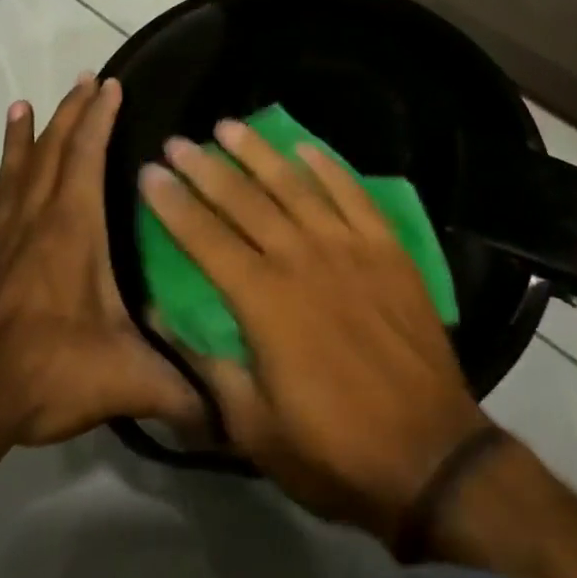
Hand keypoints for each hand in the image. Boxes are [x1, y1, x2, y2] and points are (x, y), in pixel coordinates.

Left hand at [0, 75, 197, 465]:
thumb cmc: (48, 373)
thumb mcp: (128, 378)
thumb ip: (182, 391)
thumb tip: (232, 416)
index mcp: (73, 231)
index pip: (89, 157)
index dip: (100, 118)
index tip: (110, 84)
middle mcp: (32, 225)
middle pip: (52, 155)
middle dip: (69, 114)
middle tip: (81, 79)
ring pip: (6, 183)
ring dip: (15, 145)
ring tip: (18, 107)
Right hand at [138, 122, 489, 542]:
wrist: (428, 451)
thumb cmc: (333, 448)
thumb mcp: (253, 427)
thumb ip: (207, 364)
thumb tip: (161, 314)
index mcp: (263, 300)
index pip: (205, 238)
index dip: (174, 204)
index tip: (149, 172)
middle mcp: (302, 258)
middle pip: (244, 201)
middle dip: (206, 168)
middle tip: (178, 140)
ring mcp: (350, 246)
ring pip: (295, 185)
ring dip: (259, 153)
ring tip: (230, 126)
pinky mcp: (388, 247)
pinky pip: (353, 193)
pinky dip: (328, 167)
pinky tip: (305, 148)